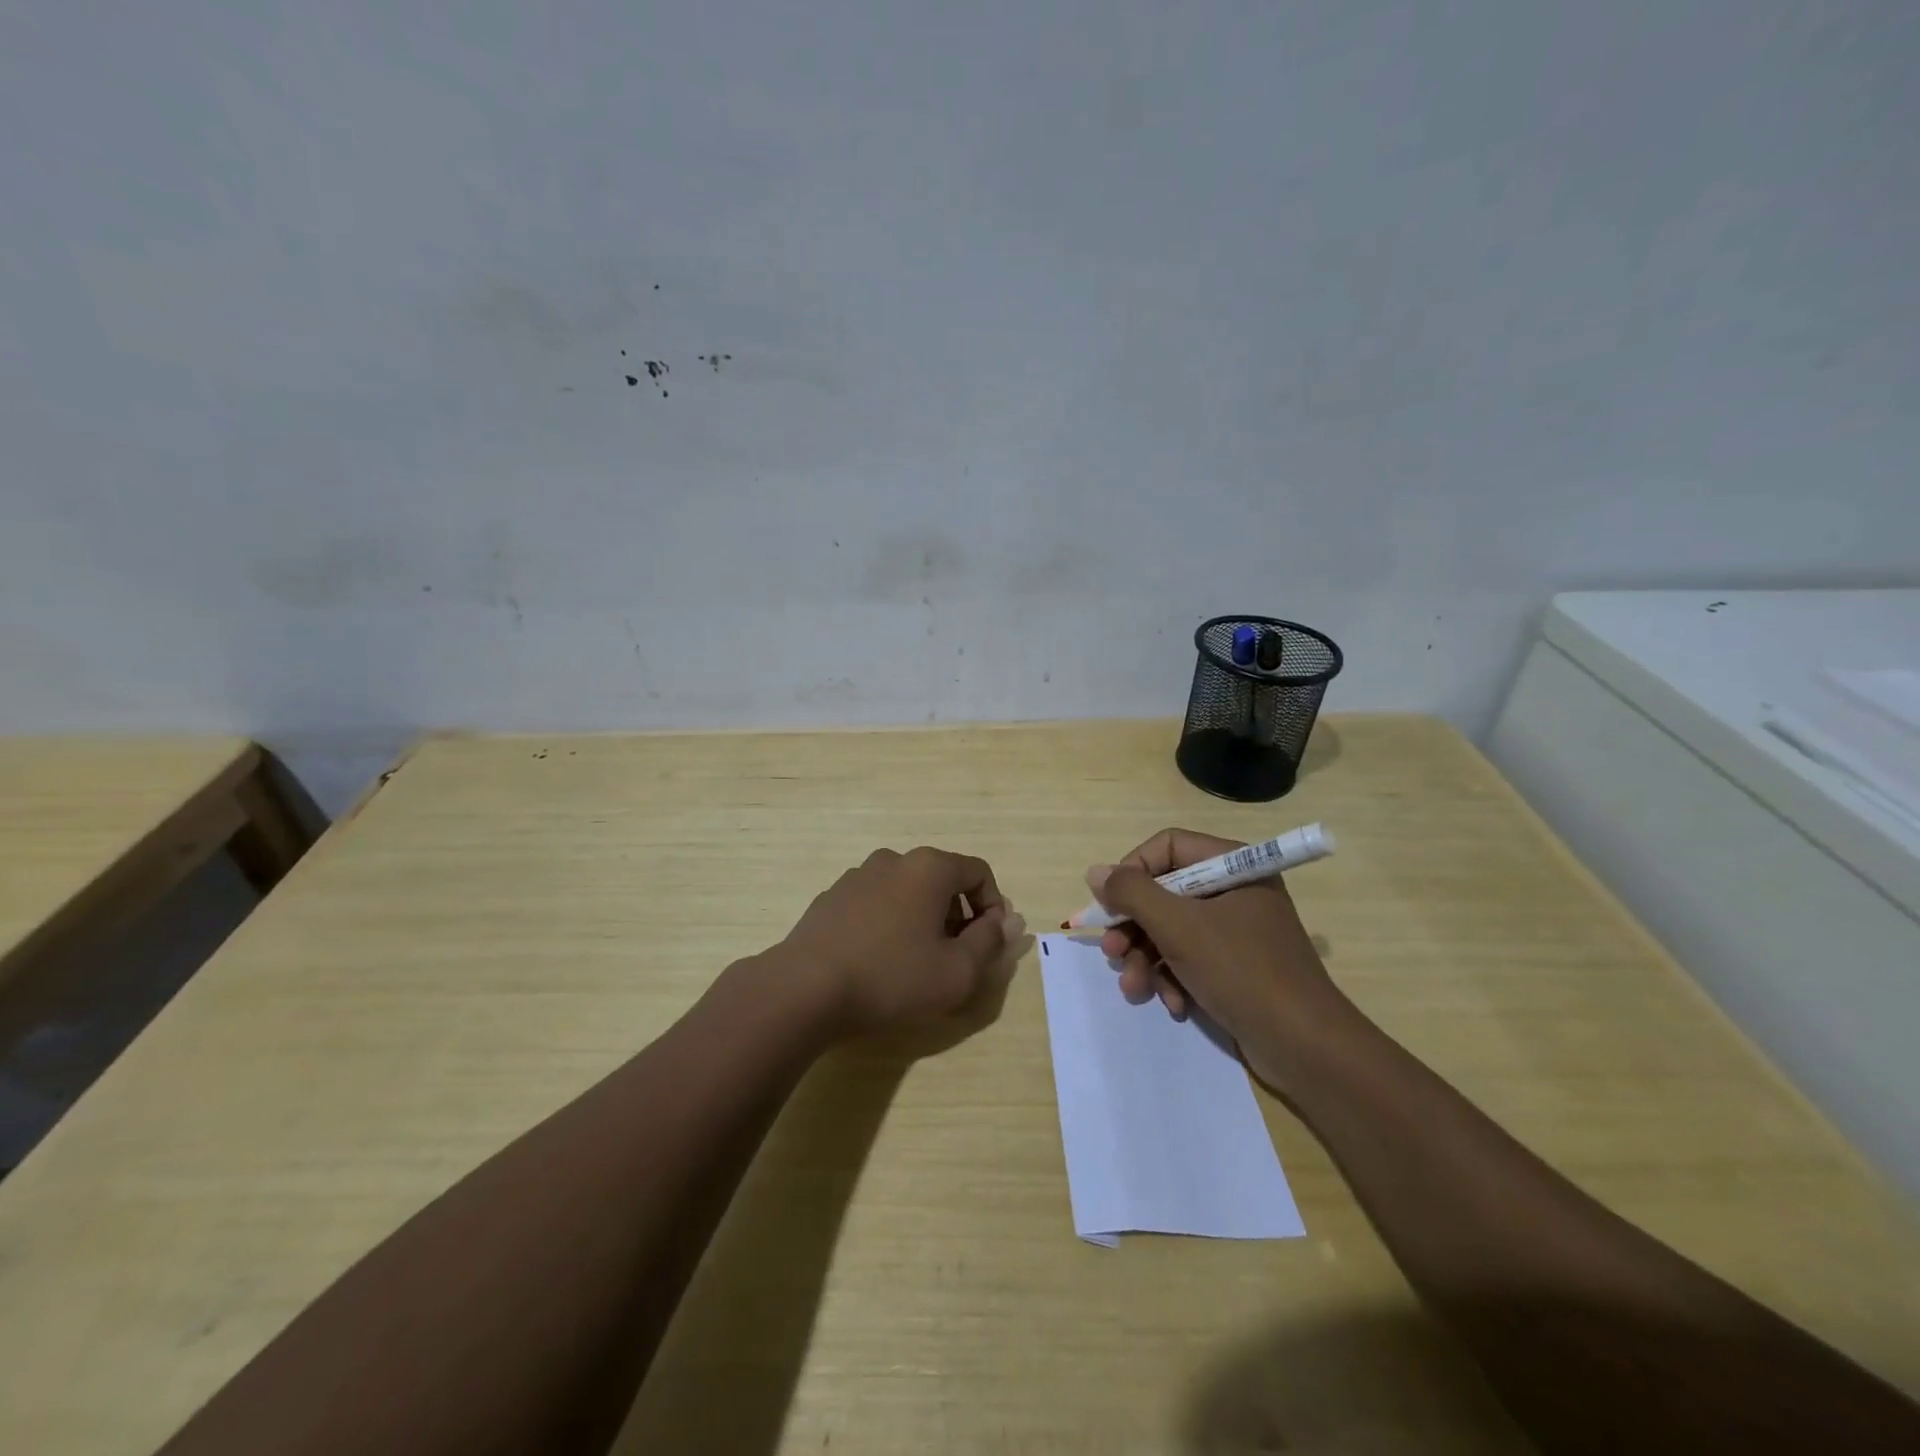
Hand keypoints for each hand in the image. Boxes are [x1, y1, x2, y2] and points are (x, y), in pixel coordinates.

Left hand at [776, 847, 1025, 1035]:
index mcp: (929, 867)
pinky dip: (889, 924)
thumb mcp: (957, 971)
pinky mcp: (831, 898)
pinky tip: (878, 962)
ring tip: (915, 964)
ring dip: (922, 920)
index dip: (994, 906)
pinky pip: (876, 904)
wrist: (804, 989)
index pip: (979, 872)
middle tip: (955, 959)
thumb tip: (1008, 921)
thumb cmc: (891, 977)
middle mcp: (894, 860)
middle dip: (957, 916)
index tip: (989, 943)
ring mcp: (857, 876)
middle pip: (942, 880)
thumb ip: (990, 942)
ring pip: (907, 892)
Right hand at [1089, 828, 1347, 1089]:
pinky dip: (1174, 979)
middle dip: (1135, 927)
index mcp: (1234, 866)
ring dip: (1147, 959)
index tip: (1110, 903)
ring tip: (1135, 989)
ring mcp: (1237, 930)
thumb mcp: (1178, 927)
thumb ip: (1132, 893)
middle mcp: (1235, 890)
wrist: (1305, 1047)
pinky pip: (1190, 958)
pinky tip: (1174, 1004)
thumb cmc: (1241, 971)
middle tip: (1113, 952)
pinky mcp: (1236, 966)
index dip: (1133, 871)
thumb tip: (1095, 872)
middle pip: (1165, 892)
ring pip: (1172, 930)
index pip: (1168, 847)